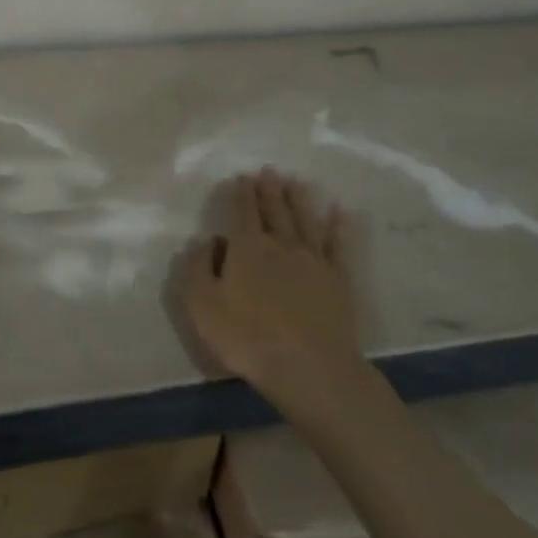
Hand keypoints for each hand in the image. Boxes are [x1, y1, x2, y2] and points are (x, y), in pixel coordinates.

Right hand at [182, 170, 362, 412]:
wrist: (309, 367)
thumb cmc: (247, 337)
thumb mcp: (202, 305)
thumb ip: (198, 268)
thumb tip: (208, 241)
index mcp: (247, 248)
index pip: (243, 212)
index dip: (242, 193)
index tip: (243, 177)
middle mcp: (281, 244)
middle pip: (275, 210)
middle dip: (270, 189)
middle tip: (269, 171)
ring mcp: (313, 259)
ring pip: (305, 219)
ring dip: (299, 198)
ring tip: (296, 181)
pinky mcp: (338, 278)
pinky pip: (338, 243)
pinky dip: (338, 224)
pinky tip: (340, 211)